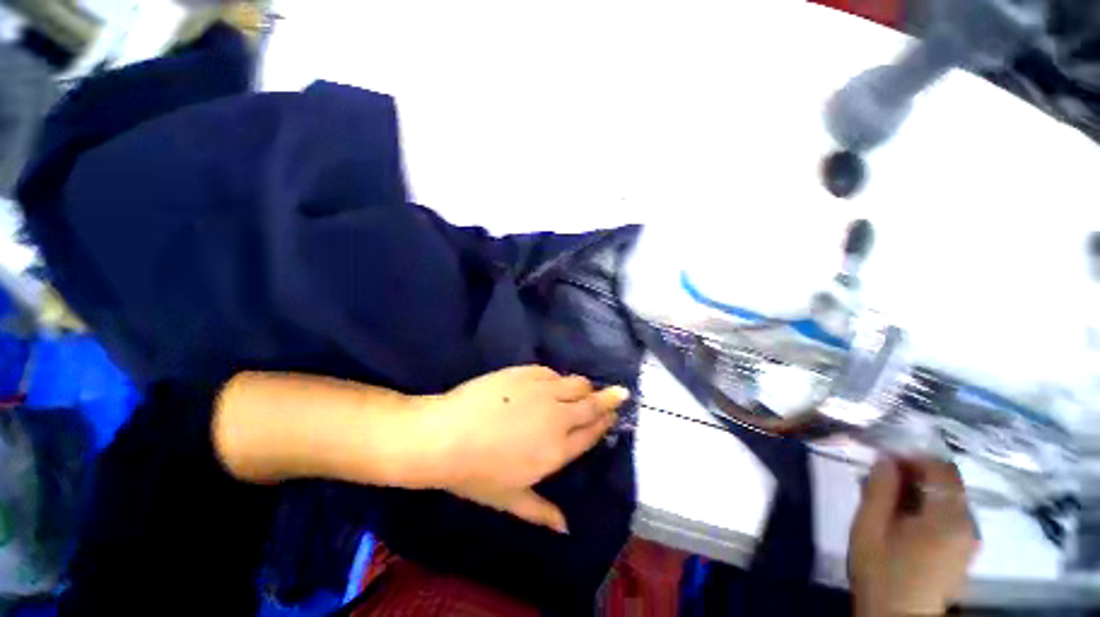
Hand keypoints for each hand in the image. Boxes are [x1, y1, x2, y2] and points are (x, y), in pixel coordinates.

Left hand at [423, 365, 628, 532]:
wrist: (445, 434)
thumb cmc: (476, 473)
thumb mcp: (510, 499)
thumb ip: (541, 512)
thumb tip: (565, 528)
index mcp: (557, 450)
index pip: (591, 433)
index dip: (605, 422)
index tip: (614, 414)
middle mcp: (557, 418)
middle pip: (592, 405)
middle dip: (609, 399)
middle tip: (619, 392)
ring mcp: (543, 391)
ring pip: (577, 383)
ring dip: (585, 386)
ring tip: (585, 388)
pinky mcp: (527, 373)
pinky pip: (552, 373)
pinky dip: (557, 378)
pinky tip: (551, 382)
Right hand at [850, 458, 979, 616]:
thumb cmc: (881, 571)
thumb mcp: (869, 527)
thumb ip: (879, 489)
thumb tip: (886, 459)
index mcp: (947, 517)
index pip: (942, 469)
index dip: (914, 458)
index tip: (886, 461)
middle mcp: (968, 525)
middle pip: (949, 484)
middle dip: (916, 475)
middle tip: (883, 481)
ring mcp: (970, 541)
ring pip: (950, 500)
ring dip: (922, 493)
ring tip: (890, 502)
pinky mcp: (965, 552)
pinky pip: (951, 517)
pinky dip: (930, 509)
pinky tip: (905, 522)